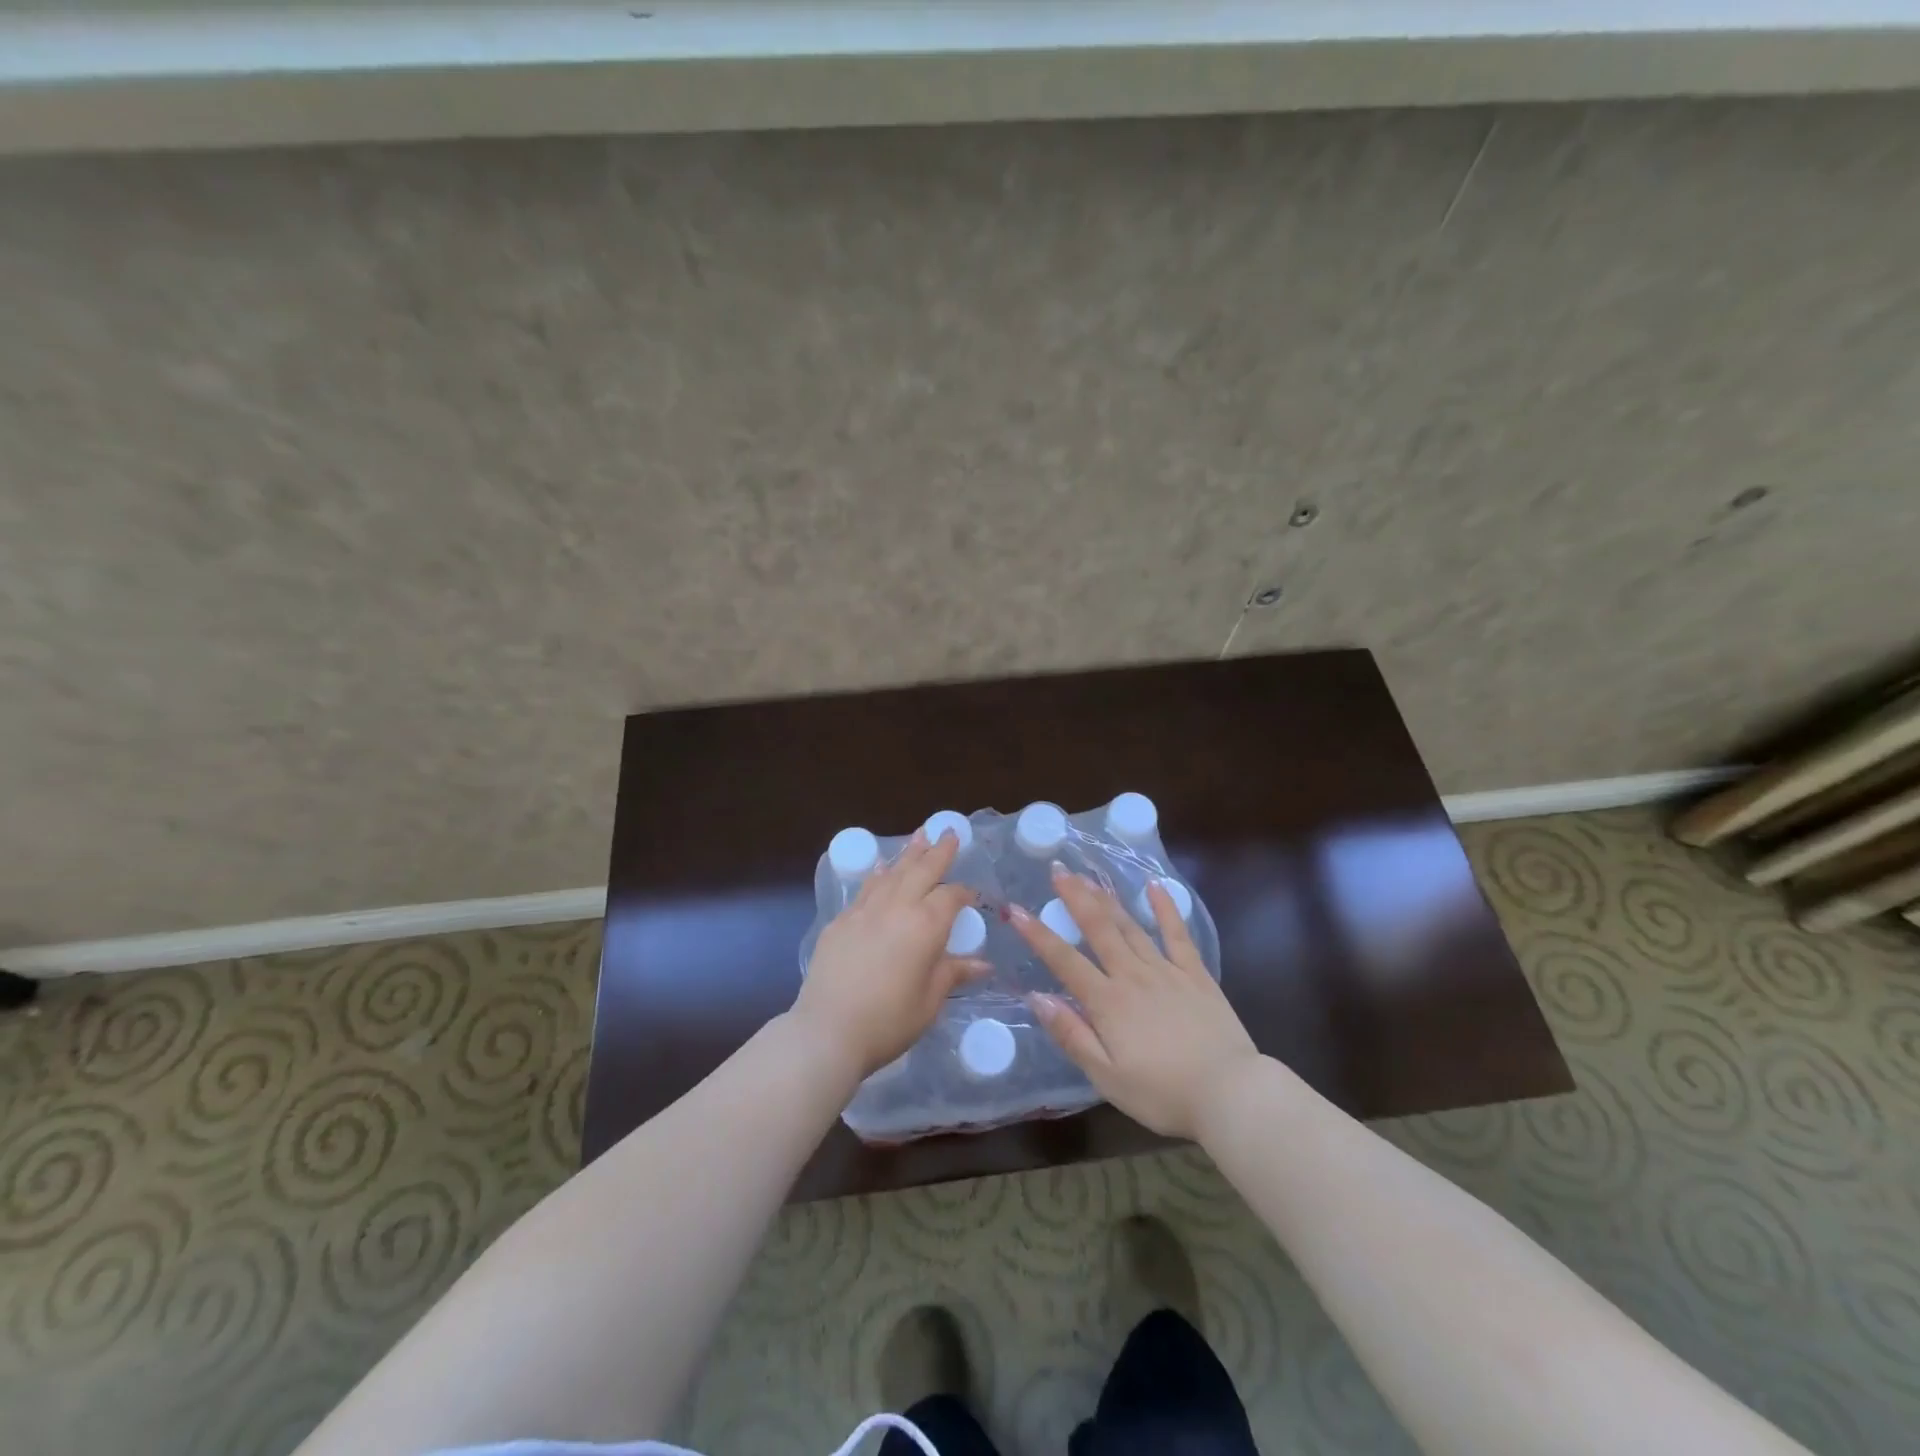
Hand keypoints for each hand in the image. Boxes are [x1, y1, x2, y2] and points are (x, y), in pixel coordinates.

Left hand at [792, 830, 988, 1078]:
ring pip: (892, 872)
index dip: (964, 894)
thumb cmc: (888, 1021)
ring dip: (908, 853)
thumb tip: (984, 965)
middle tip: (948, 832)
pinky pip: (865, 888)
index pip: (951, 897)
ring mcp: (865, 911)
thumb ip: (954, 974)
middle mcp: (897, 907)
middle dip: (938, 851)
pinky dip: (877, 874)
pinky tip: (880, 868)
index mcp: (925, 925)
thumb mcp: (929, 1001)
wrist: (828, 1030)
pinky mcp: (841, 921)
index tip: (973, 897)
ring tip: (919, 835)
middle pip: (921, 871)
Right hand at [1010, 865, 1259, 1138]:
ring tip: (1090, 876)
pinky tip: (1154, 887)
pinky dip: (1165, 909)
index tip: (1016, 910)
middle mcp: (1133, 976)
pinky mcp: (1196, 975)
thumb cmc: (1162, 1093)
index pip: (1065, 961)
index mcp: (1107, 1002)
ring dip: (1108, 899)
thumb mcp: (1106, 1076)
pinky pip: (1177, 935)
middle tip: (1059, 870)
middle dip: (1076, 898)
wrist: (1230, 1094)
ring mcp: (1166, 971)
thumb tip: (1037, 998)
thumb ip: (1072, 1034)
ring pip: (1131, 927)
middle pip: (1099, 929)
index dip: (1038, 935)